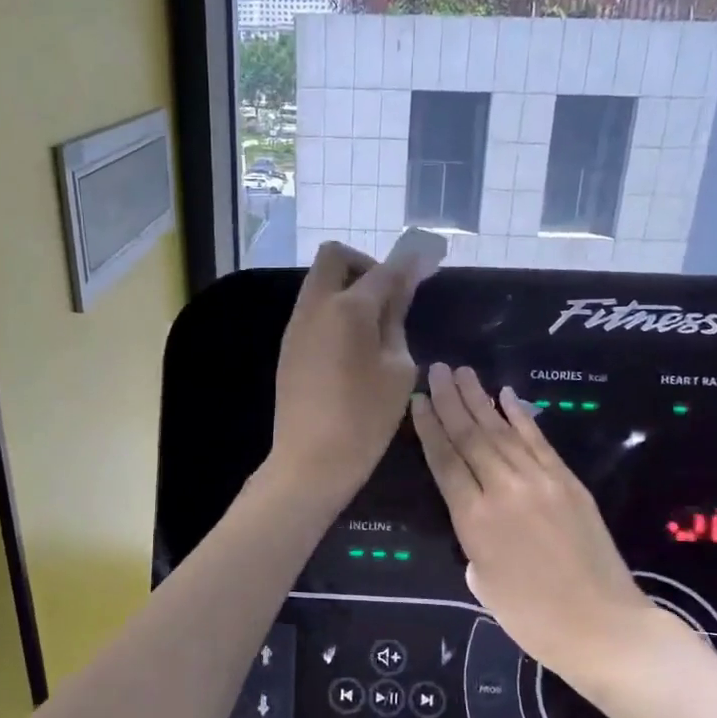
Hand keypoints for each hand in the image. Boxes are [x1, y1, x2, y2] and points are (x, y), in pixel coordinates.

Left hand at [269, 242, 421, 504]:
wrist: (311, 460)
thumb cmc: (365, 418)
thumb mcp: (398, 369)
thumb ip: (397, 320)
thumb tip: (400, 288)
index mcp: (349, 308)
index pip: (384, 269)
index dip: (409, 262)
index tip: (427, 259)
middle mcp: (316, 305)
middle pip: (335, 257)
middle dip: (365, 264)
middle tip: (389, 296)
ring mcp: (297, 325)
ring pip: (320, 282)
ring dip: (347, 287)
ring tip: (374, 325)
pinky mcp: (289, 345)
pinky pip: (312, 308)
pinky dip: (334, 309)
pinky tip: (352, 345)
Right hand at [411, 364, 686, 682]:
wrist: (602, 627)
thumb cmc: (532, 617)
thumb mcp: (482, 582)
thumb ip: (472, 539)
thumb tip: (477, 515)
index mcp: (474, 519)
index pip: (444, 460)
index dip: (429, 427)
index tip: (419, 398)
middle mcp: (504, 490)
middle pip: (471, 435)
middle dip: (451, 399)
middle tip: (438, 368)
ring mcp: (540, 481)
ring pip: (502, 431)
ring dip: (480, 399)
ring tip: (463, 372)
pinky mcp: (569, 482)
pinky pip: (538, 441)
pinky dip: (521, 416)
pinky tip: (507, 396)